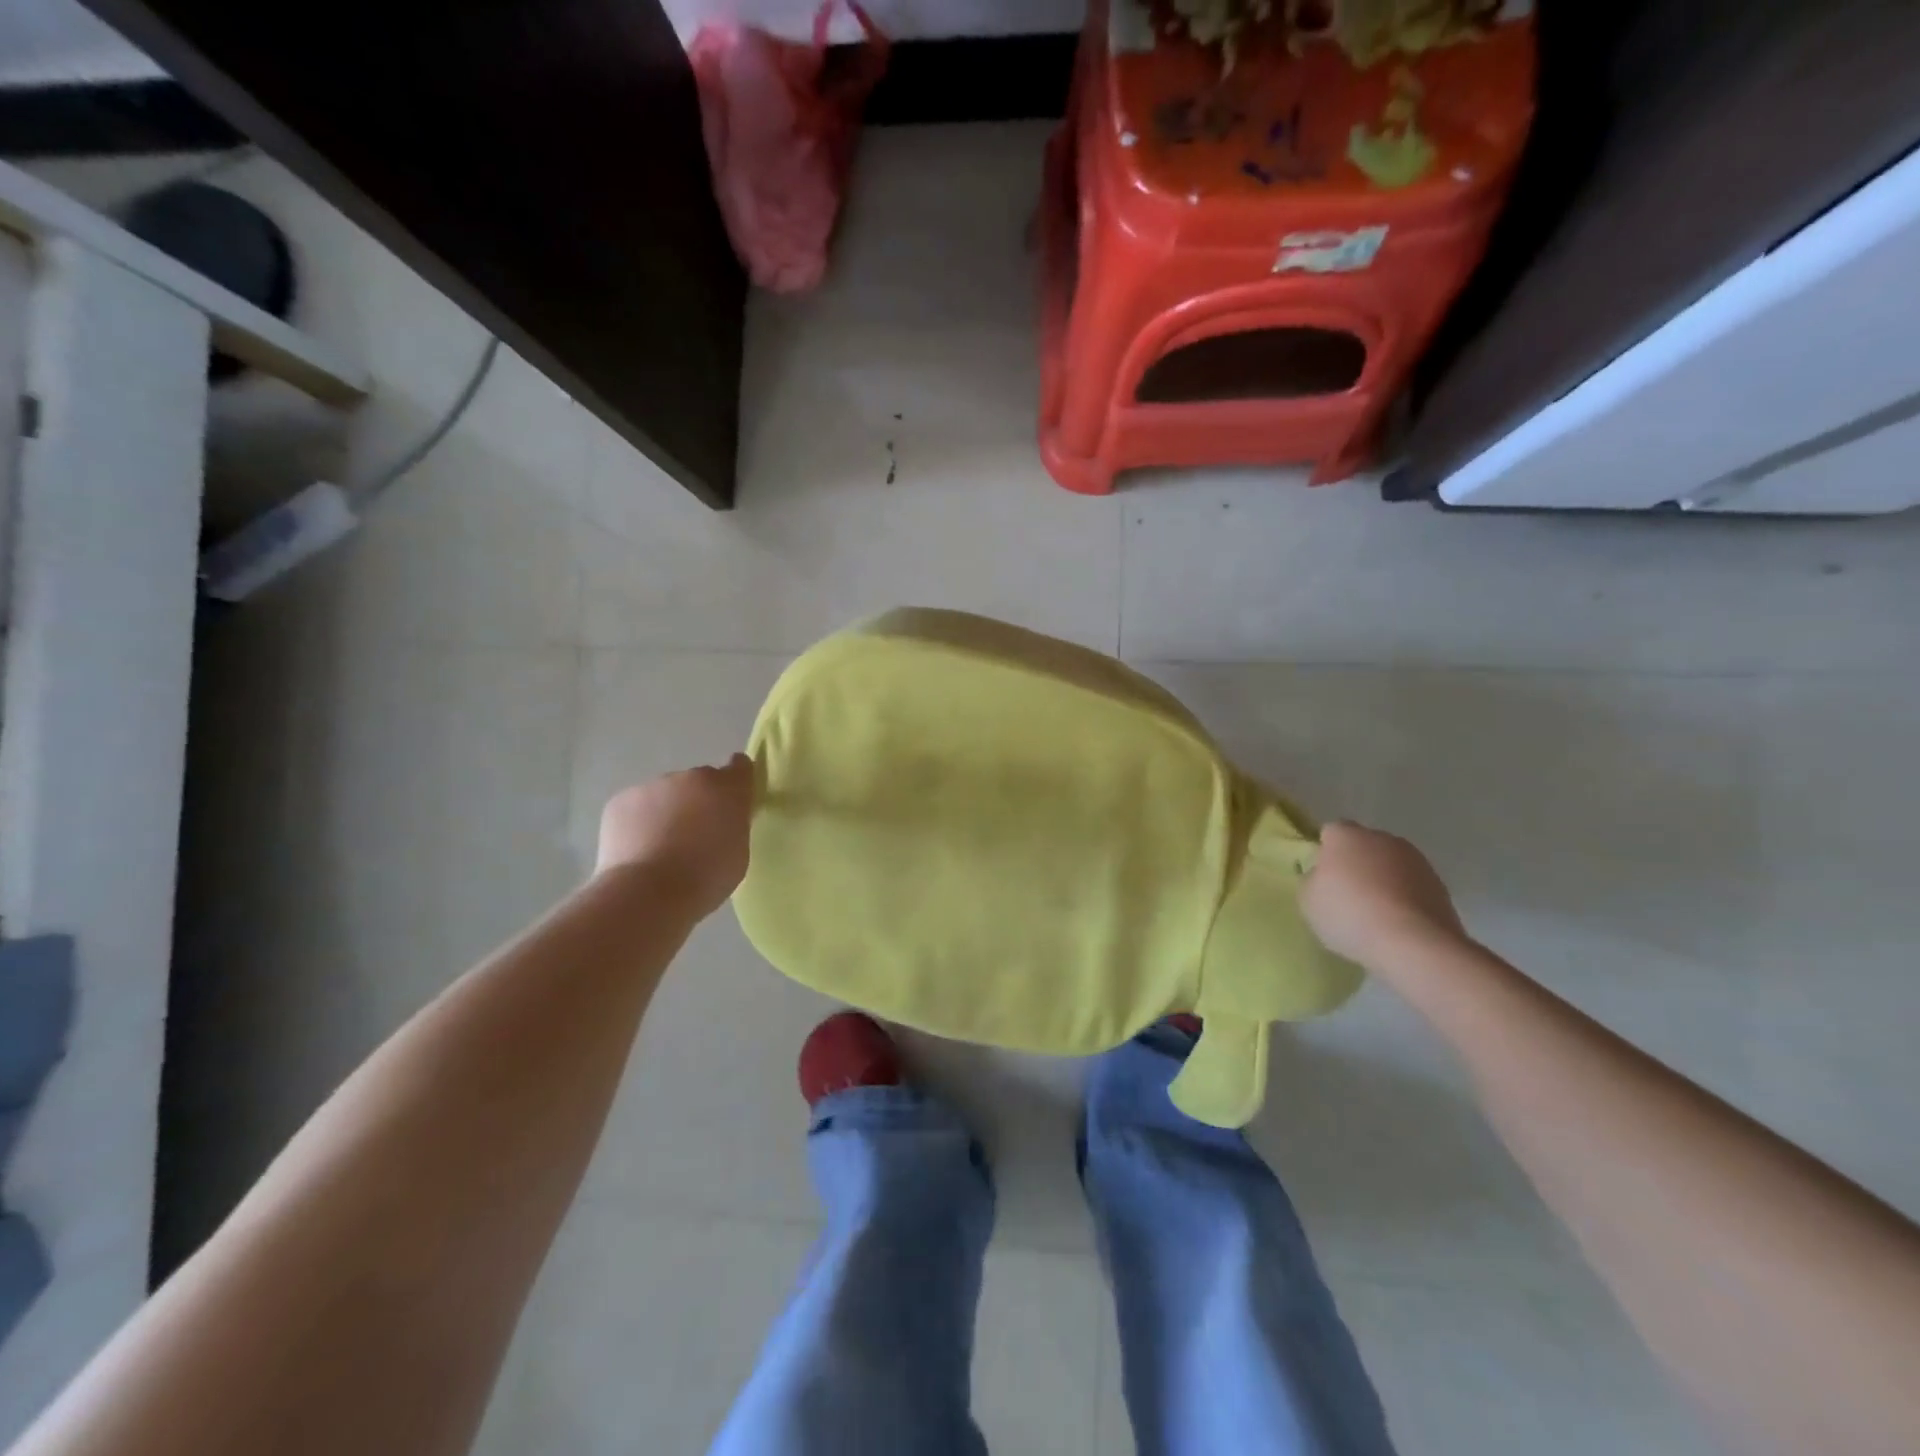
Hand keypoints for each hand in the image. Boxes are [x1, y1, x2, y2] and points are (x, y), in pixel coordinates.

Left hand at [596, 754, 754, 916]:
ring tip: (660, 848)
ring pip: (665, 794)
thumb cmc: (706, 878)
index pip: (740, 767)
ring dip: (667, 812)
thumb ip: (732, 825)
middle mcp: (692, 777)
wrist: (647, 893)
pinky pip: (636, 807)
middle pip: (699, 782)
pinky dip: (638, 823)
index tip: (733, 797)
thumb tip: (720, 820)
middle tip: (694, 836)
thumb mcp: (738, 852)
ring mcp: (653, 786)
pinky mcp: (621, 800)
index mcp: (727, 789)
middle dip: (699, 801)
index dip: (737, 779)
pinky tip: (637, 850)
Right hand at [1300, 821, 1468, 968]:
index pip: (1331, 832)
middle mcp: (1382, 838)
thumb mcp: (1308, 900)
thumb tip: (1322, 877)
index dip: (1325, 853)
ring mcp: (1416, 861)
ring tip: (1375, 914)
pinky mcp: (1440, 886)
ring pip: (1390, 865)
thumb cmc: (1350, 914)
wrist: (1414, 944)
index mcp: (1346, 835)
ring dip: (1382, 881)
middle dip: (1356, 864)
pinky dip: (1404, 899)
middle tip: (1346, 896)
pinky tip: (1397, 924)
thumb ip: (1312, 880)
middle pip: (1363, 846)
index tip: (1323, 878)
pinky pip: (1411, 887)